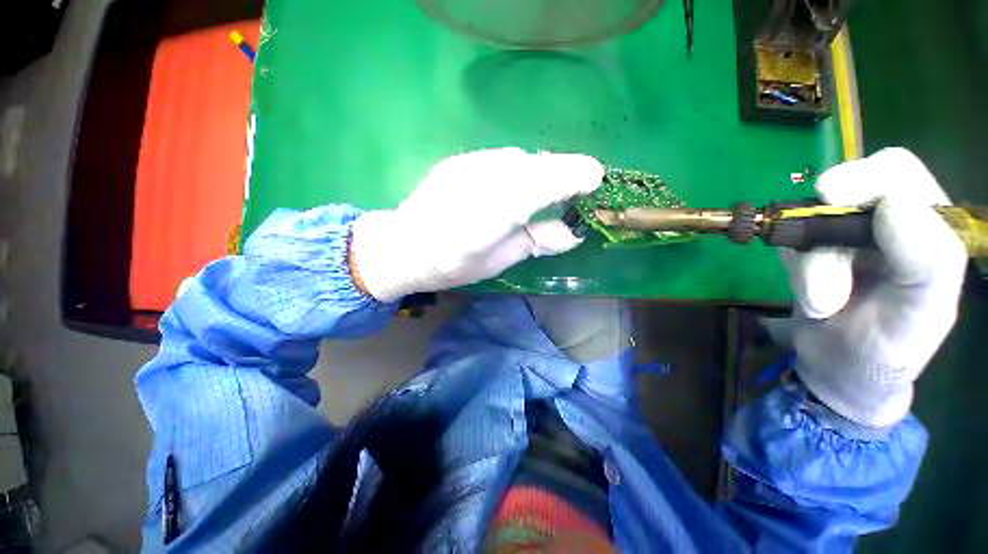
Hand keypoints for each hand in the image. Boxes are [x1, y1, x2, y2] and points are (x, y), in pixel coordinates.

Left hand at [350, 148, 603, 301]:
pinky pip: (501, 159)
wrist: (403, 246)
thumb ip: (535, 242)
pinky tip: (511, 186)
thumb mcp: (498, 261)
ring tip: (543, 191)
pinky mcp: (460, 160)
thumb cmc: (452, 264)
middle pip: (536, 164)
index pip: (543, 182)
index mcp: (494, 213)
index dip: (573, 176)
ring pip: (520, 158)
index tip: (595, 179)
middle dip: (562, 171)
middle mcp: (483, 180)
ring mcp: (469, 165)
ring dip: (539, 170)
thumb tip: (571, 233)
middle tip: (575, 187)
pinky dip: (518, 169)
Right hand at [784, 148, 966, 427]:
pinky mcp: (806, 252)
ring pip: (808, 222)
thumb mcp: (923, 312)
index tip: (832, 196)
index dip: (866, 175)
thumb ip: (927, 259)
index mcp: (928, 227)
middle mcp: (884, 223)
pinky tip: (811, 296)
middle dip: (828, 223)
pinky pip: (787, 243)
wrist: (839, 370)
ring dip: (811, 265)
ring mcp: (840, 236)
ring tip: (822, 304)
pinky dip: (794, 269)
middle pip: (846, 187)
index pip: (898, 171)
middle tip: (816, 250)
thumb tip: (891, 202)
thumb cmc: (891, 347)